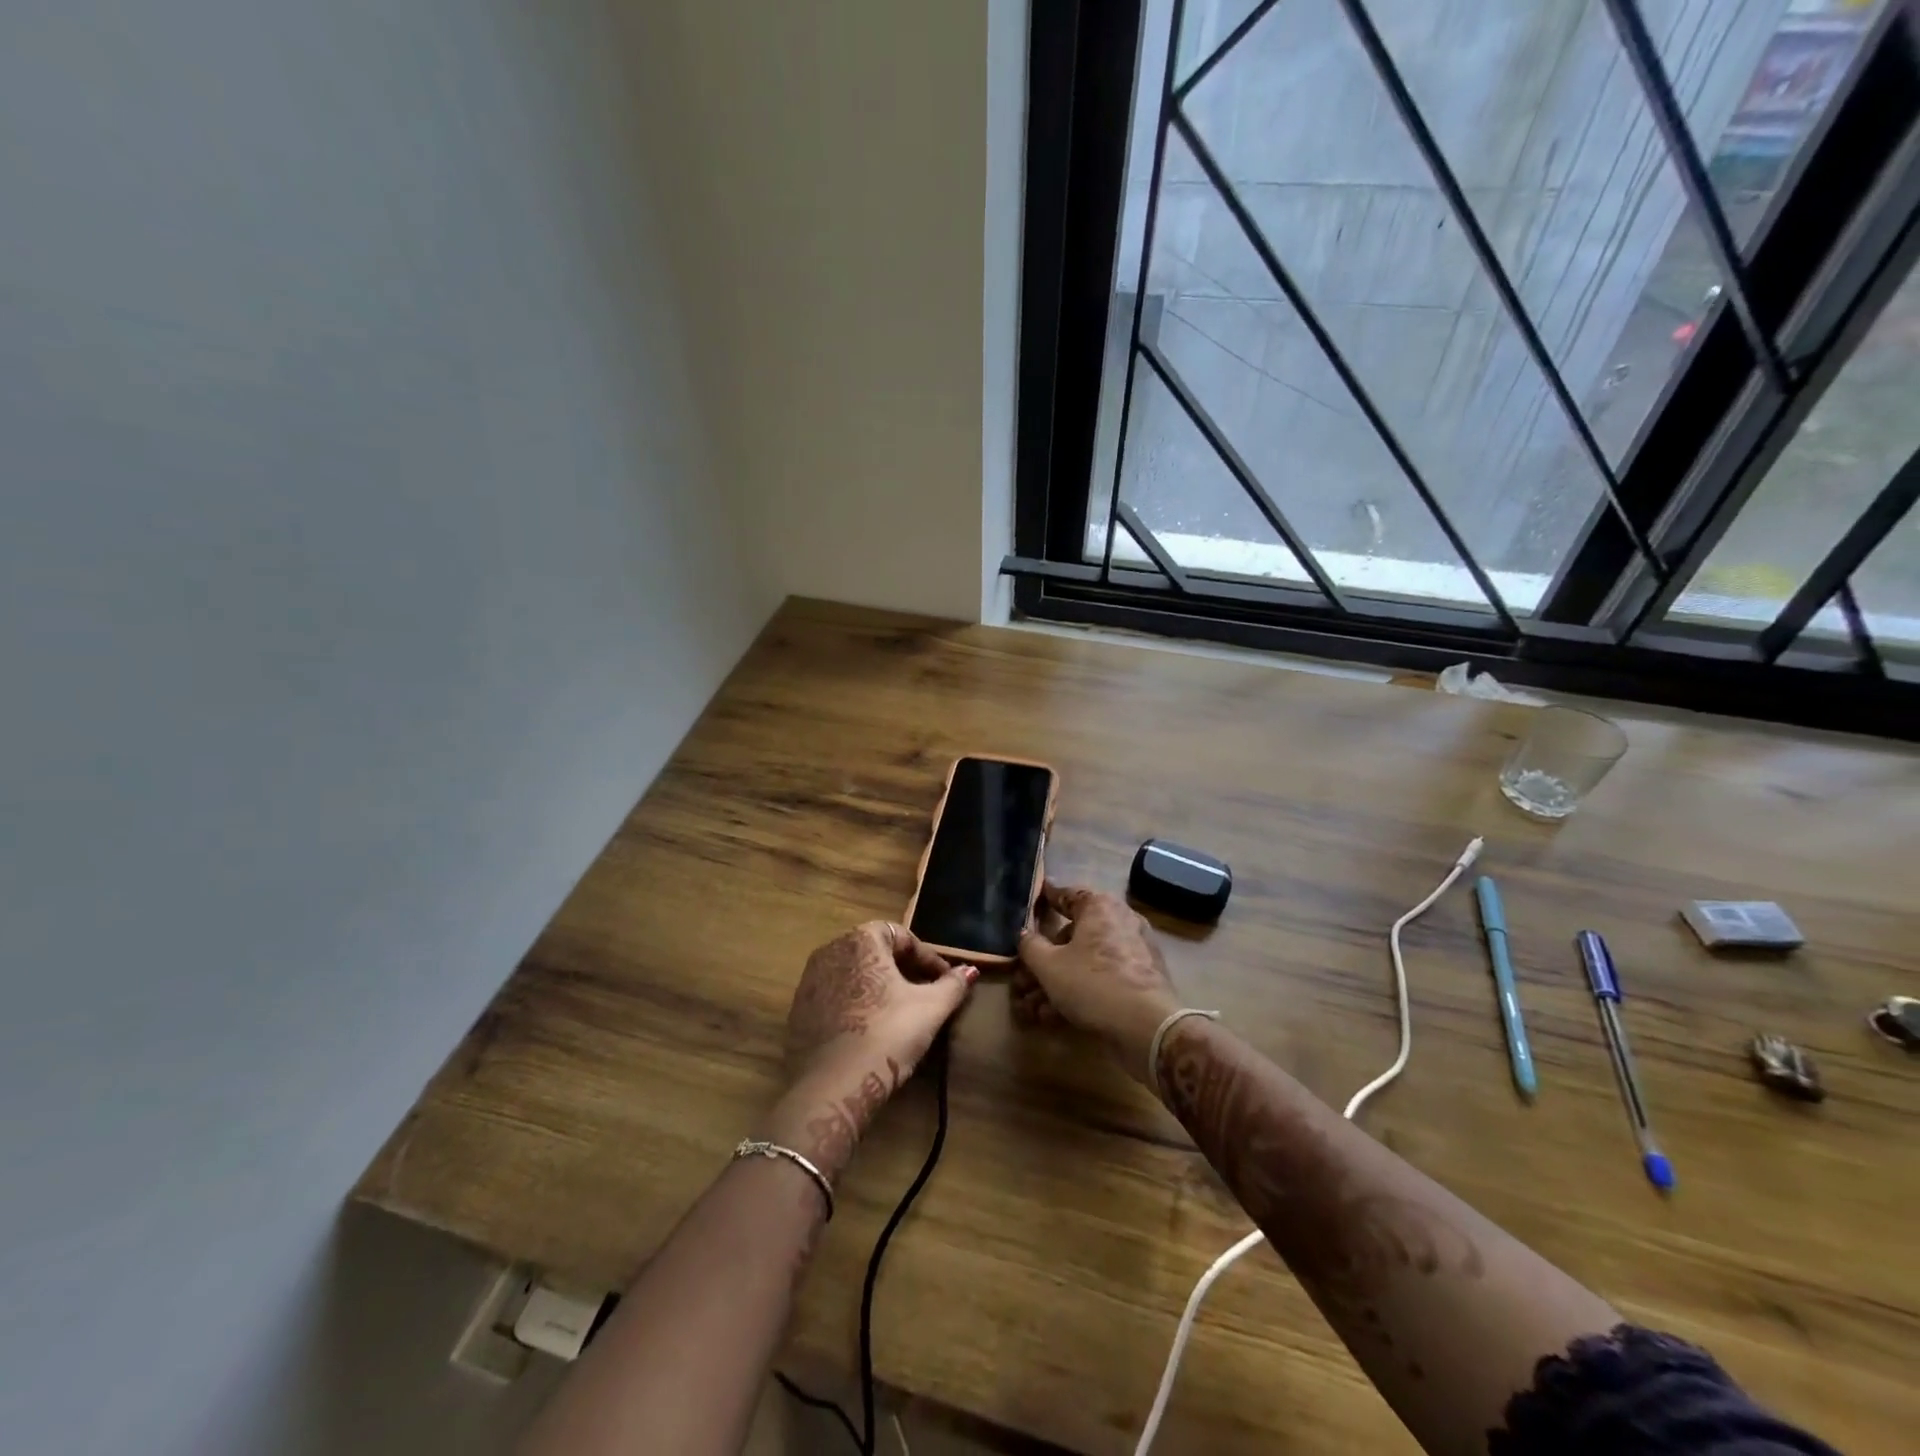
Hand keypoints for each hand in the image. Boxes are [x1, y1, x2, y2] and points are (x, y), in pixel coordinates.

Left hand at [761, 923, 976, 1179]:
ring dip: (877, 986)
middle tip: (924, 994)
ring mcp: (809, 980)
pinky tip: (869, 1030)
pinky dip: (854, 1005)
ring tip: (898, 1012)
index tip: (944, 981)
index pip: (902, 935)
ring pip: (853, 974)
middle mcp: (831, 950)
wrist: (833, 1085)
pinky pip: (834, 997)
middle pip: (875, 951)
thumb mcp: (930, 1008)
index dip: (927, 957)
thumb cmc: (888, 1034)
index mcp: (861, 940)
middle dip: (902, 969)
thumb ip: (952, 985)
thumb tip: (971, 971)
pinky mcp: (798, 1011)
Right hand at [1015, 882, 1179, 1083]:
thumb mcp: (1049, 966)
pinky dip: (1079, 992)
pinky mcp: (1141, 979)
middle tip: (1023, 980)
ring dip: (1056, 982)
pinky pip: (1102, 978)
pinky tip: (1054, 1017)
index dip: (1044, 899)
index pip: (1066, 894)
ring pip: (1085, 961)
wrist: (1147, 1027)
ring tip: (1032, 1008)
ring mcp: (1134, 950)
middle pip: (1072, 935)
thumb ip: (1030, 946)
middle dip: (1044, 961)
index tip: (1029, 904)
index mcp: (1100, 906)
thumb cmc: (1093, 983)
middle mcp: (1120, 921)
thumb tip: (1024, 935)